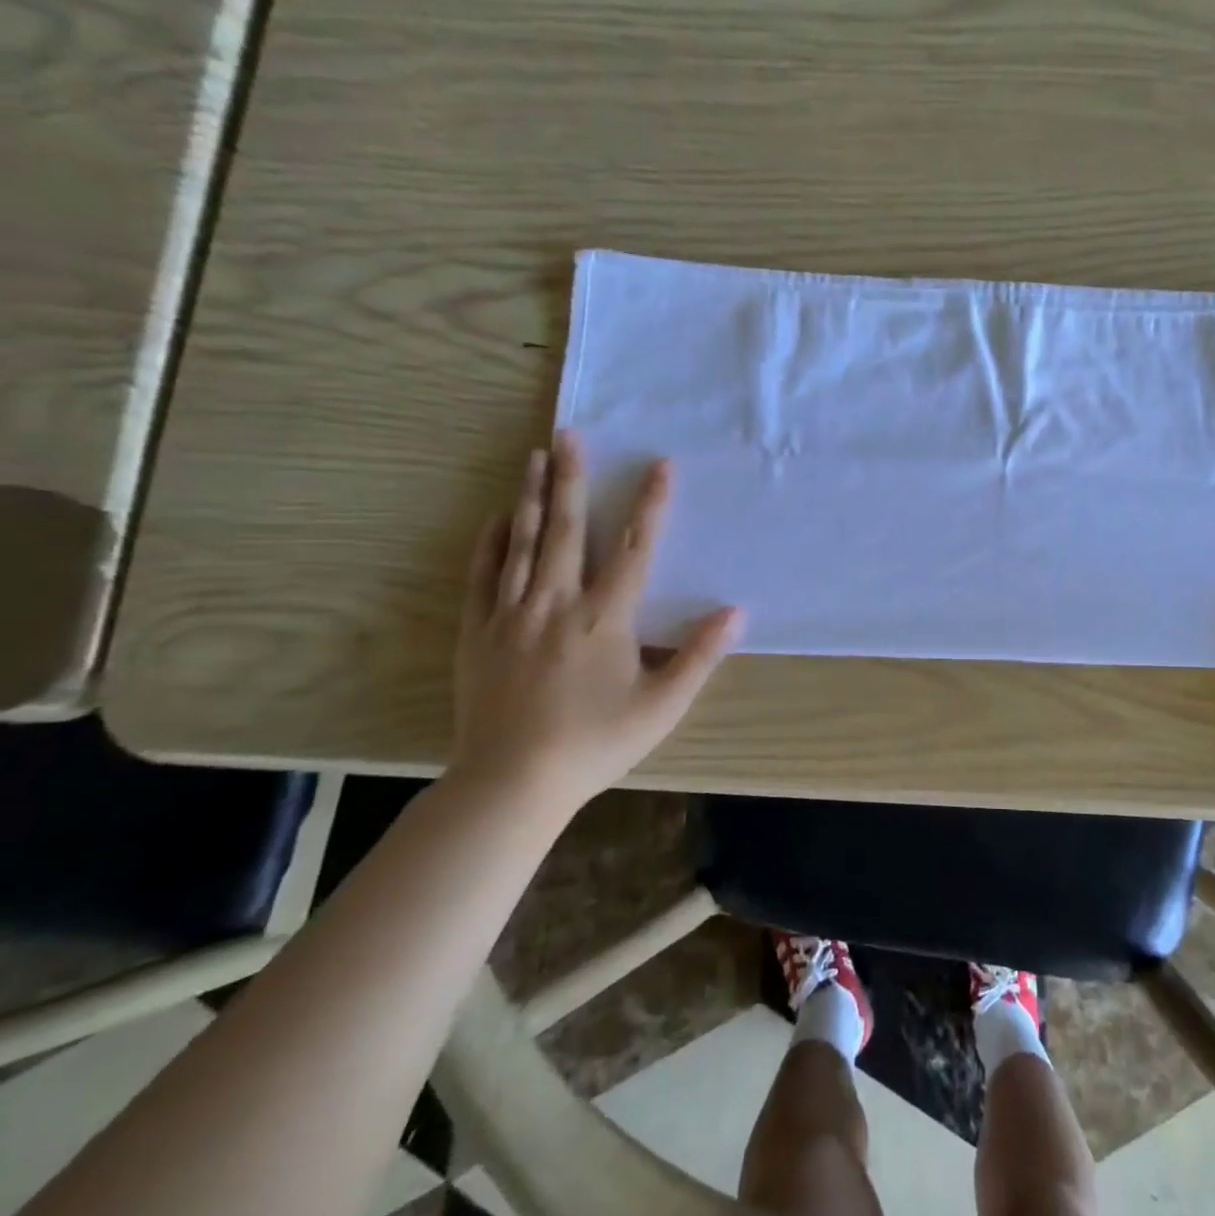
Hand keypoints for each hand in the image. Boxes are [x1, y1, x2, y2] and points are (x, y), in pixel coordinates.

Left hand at [451, 431, 741, 813]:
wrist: (511, 782)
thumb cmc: (596, 742)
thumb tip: (735, 612)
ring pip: (521, 542)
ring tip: (534, 456)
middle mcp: (555, 602)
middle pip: (566, 529)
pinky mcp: (478, 633)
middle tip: (569, 434)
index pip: (633, 548)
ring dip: (530, 496)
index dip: (650, 504)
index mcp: (604, 618)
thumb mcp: (662, 705)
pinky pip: (482, 575)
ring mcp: (510, 615)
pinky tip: (498, 518)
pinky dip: (491, 541)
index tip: (659, 465)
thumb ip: (699, 655)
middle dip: (571, 478)